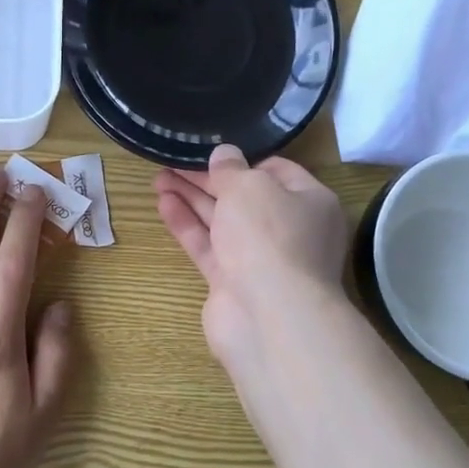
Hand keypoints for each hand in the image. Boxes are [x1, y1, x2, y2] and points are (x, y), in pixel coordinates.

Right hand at [154, 145, 349, 374]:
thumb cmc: (269, 236)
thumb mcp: (249, 187)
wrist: (269, 316)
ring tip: (159, 178)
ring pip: (222, 222)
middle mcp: (289, 230)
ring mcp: (261, 259)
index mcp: (309, 202)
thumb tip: (224, 155)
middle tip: (173, 161)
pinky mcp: (233, 283)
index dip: (243, 160)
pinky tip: (163, 204)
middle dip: (208, 179)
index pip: (277, 171)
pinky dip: (187, 225)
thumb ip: (231, 169)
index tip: (211, 151)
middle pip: (244, 197)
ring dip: (192, 199)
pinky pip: (209, 246)